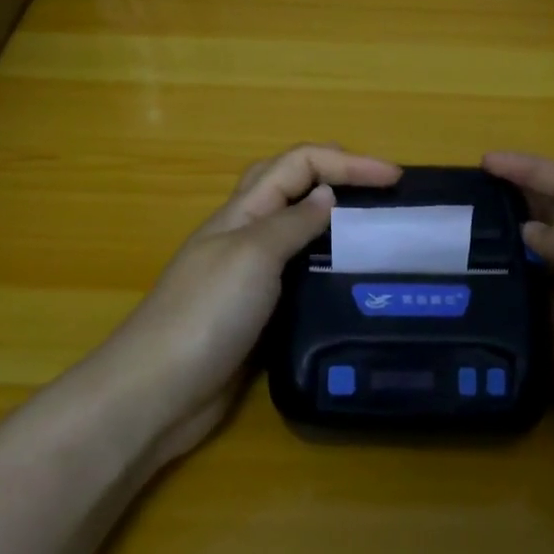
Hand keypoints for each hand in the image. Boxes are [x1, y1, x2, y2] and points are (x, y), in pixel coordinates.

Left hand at [101, 144, 401, 464]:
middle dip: (337, 176)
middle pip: (292, 186)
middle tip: (383, 192)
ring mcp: (249, 277)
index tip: (394, 178)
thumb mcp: (253, 256)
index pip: (298, 164)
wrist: (158, 391)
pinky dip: (324, 268)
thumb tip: (327, 195)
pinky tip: (348, 284)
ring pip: (296, 232)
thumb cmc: (206, 314)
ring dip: (332, 221)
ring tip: (376, 233)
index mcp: (242, 212)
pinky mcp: (257, 315)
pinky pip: (296, 277)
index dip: (346, 162)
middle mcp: (246, 236)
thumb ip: (291, 223)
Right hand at [483, 152, 553, 502]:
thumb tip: (529, 230)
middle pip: (551, 216)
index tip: (487, 162)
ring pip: (532, 256)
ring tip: (457, 228)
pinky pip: (522, 301)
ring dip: (502, 238)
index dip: (533, 169)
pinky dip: (499, 284)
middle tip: (466, 189)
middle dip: (515, 194)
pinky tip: (469, 280)